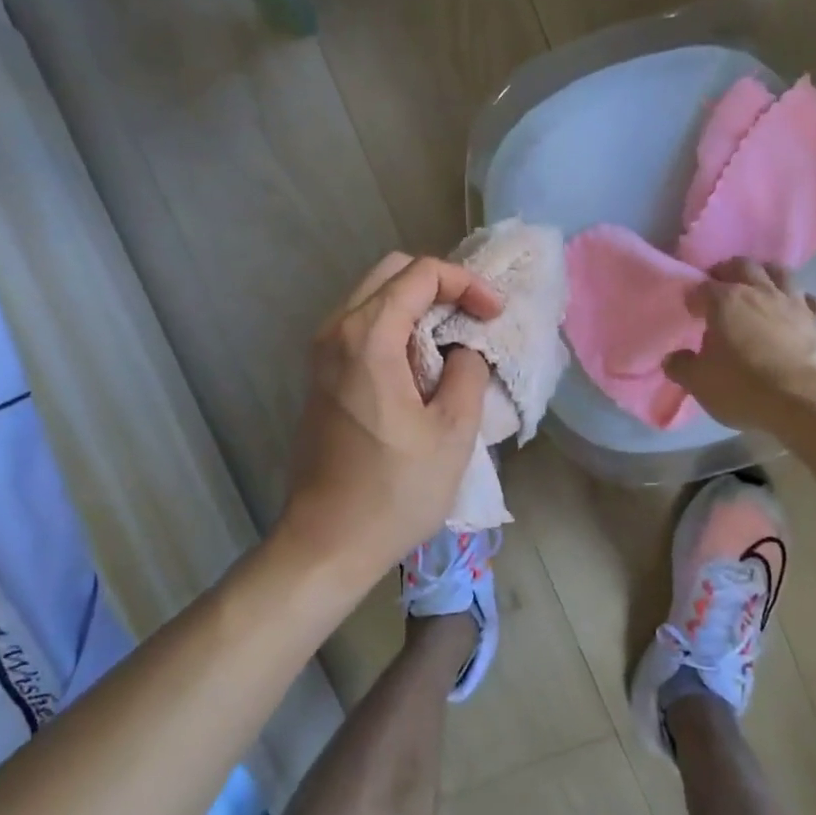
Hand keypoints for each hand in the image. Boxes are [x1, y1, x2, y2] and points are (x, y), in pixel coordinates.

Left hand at [281, 253, 499, 581]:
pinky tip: (422, 359)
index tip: (495, 315)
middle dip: (441, 285)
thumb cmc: (395, 491)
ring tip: (455, 336)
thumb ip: (468, 371)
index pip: (421, 274)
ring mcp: (321, 353)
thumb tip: (465, 348)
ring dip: (417, 304)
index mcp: (368, 338)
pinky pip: (359, 324)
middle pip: (391, 273)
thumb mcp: (452, 431)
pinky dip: (395, 324)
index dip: (467, 284)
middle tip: (475, 317)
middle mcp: (336, 331)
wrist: (326, 541)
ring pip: (373, 296)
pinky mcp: (320, 375)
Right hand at [663, 258, 815, 432]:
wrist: (812, 405)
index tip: (691, 310)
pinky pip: (811, 300)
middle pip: (743, 266)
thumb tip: (672, 358)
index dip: (693, 296)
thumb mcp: (701, 384)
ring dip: (767, 276)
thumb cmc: (747, 390)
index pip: (702, 286)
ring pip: (781, 273)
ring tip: (759, 291)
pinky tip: (796, 313)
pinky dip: (800, 302)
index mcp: (726, 301)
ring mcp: (796, 303)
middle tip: (721, 289)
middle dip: (728, 272)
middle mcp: (761, 292)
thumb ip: (682, 367)